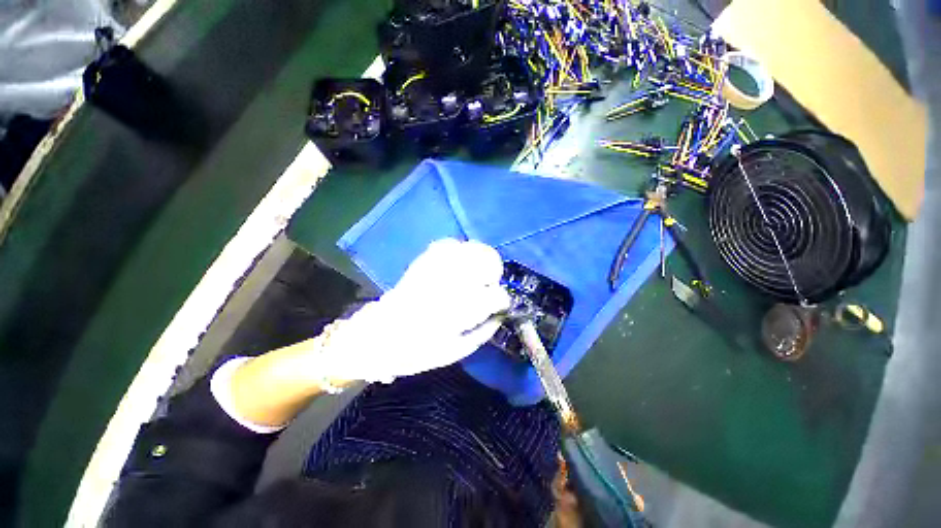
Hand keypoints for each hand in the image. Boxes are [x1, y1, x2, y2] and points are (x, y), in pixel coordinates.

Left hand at [319, 238, 510, 382]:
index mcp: (459, 311)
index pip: (495, 295)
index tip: (500, 305)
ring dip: (480, 259)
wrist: (377, 336)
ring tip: (477, 273)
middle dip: (494, 272)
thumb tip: (500, 315)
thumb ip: (483, 332)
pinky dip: (459, 251)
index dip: (502, 299)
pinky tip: (459, 263)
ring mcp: (436, 268)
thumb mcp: (455, 352)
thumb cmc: (417, 350)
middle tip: (489, 285)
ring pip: (470, 249)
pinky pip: (449, 245)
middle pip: (486, 261)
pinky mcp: (423, 262)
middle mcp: (450, 284)